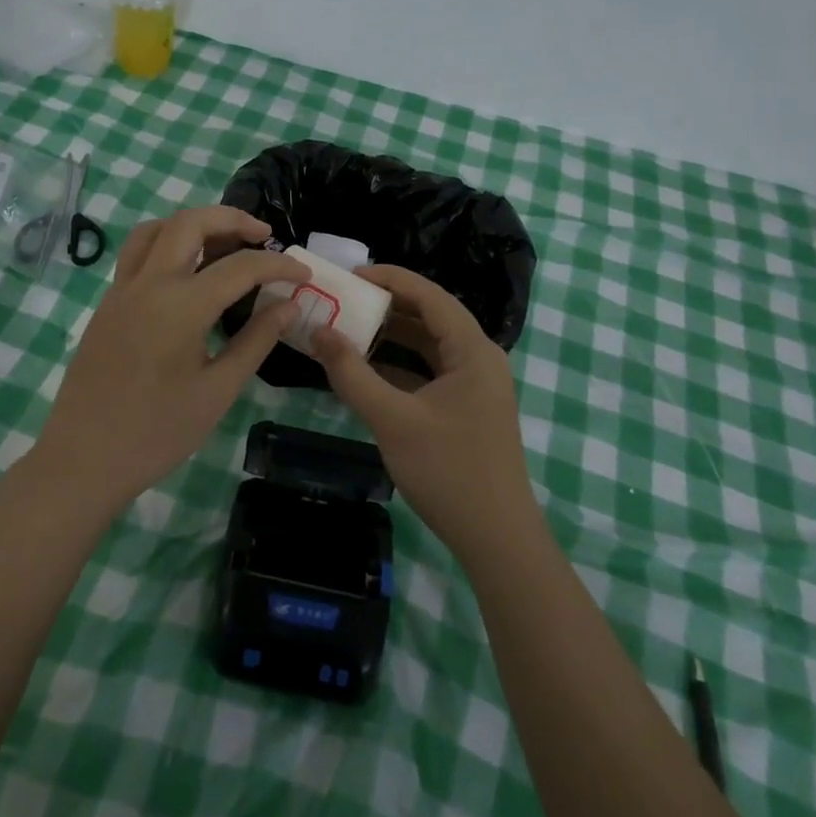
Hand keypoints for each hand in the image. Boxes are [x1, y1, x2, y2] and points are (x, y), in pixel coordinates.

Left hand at [31, 206, 308, 517]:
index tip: (304, 275)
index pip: (240, 267)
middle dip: (233, 219)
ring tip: (224, 244)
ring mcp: (122, 289)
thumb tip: (290, 306)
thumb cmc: (156, 433)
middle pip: (191, 222)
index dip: (279, 266)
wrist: (82, 459)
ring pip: (157, 229)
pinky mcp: (108, 302)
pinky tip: (188, 272)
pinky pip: (138, 252)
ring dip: (194, 224)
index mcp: (180, 306)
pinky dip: (168, 243)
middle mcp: (148, 283)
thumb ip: (256, 341)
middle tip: (264, 236)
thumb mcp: (218, 391)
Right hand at [311, 265, 536, 562]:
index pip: (428, 295)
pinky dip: (401, 365)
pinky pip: (430, 371)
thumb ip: (352, 373)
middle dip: (386, 306)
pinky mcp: (468, 408)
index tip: (349, 276)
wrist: (497, 540)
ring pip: (429, 345)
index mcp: (472, 349)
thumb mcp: (393, 419)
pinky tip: (368, 370)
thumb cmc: (448, 471)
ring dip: (392, 336)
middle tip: (343, 301)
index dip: (389, 278)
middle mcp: (479, 358)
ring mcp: (475, 385)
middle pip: (430, 316)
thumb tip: (318, 331)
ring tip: (349, 329)